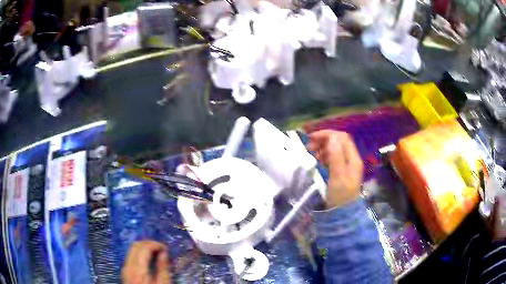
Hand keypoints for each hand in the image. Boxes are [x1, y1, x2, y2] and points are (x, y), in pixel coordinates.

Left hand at [122, 241, 170, 283]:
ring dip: (143, 247)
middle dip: (148, 243)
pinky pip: (131, 256)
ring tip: (155, 253)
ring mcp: (125, 268)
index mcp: (139, 270)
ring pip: (131, 249)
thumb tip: (164, 253)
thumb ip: (163, 268)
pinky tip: (148, 259)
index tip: (165, 248)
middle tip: (160, 248)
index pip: (144, 247)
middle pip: (135, 245)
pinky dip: (139, 253)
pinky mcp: (125, 271)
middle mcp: (129, 266)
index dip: (155, 244)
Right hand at [309, 130, 362, 208]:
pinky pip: (333, 157)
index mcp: (353, 158)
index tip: (312, 138)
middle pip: (338, 142)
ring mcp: (347, 165)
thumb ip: (335, 156)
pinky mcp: (341, 171)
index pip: (342, 137)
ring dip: (323, 147)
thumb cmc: (340, 195)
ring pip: (335, 149)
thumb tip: (331, 137)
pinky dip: (324, 155)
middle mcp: (351, 159)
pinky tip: (318, 159)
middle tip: (309, 146)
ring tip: (312, 153)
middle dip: (324, 140)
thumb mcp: (337, 175)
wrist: (343, 213)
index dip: (327, 134)